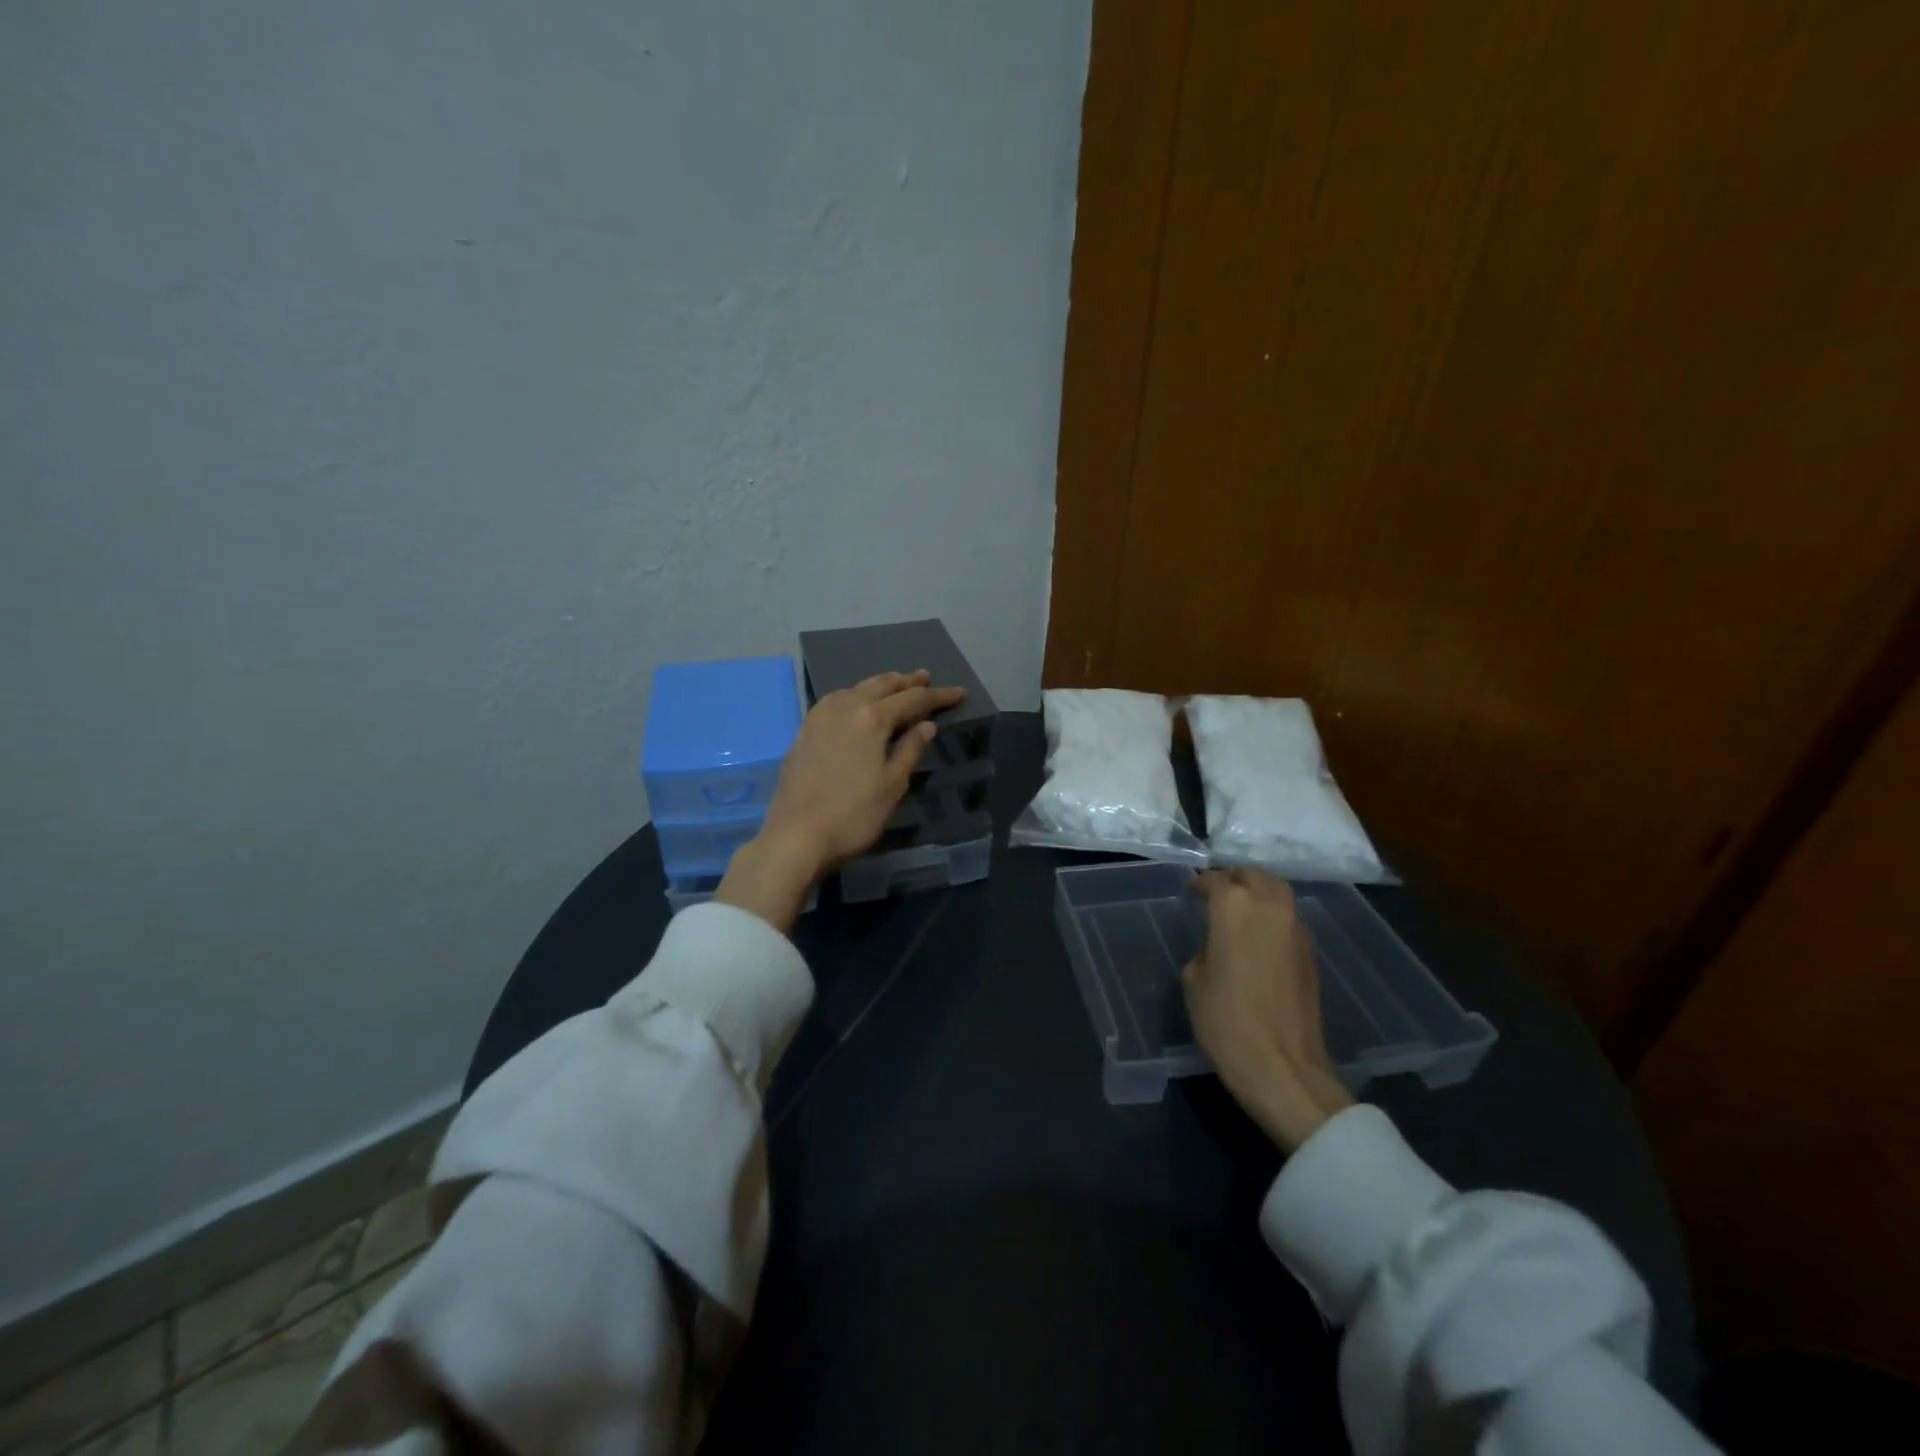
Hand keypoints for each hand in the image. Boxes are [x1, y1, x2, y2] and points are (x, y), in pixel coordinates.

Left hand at [716, 670, 964, 929]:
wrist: (795, 836)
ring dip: (879, 686)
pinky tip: (857, 705)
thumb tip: (926, 724)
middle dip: (906, 682)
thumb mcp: (892, 785)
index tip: (959, 692)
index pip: (912, 699)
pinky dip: (855, 696)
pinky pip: (836, 701)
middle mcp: (844, 707)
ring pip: (855, 689)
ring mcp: (819, 717)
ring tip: (895, 686)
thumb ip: (910, 749)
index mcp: (871, 717)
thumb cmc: (853, 814)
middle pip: (880, 685)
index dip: (937, 696)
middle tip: (925, 678)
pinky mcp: (804, 731)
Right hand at [1183, 867, 1352, 1151]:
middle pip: (1253, 875)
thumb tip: (1218, 939)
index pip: (1215, 880)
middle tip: (1217, 891)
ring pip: (1277, 890)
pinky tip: (1258, 933)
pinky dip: (1273, 913)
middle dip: (1233, 878)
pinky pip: (1288, 916)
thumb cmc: (1225, 1020)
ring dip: (1257, 890)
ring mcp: (1295, 927)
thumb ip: (1205, 945)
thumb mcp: (1194, 978)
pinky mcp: (1310, 950)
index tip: (1191, 893)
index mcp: (1234, 906)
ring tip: (1239, 907)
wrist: (1281, 1065)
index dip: (1200, 885)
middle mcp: (1269, 905)